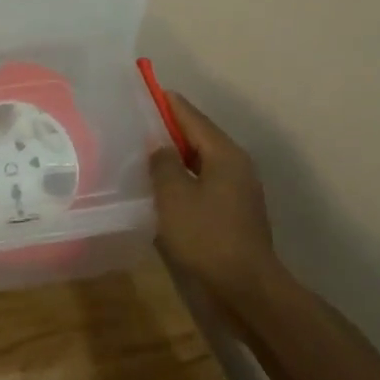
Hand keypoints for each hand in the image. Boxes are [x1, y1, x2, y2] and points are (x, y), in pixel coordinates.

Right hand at [149, 92, 279, 304]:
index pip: (191, 116)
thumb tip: (160, 147)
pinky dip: (182, 180)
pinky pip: (202, 185)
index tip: (144, 91)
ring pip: (199, 163)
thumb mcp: (174, 195)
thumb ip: (163, 163)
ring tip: (141, 155)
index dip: (167, 103)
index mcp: (224, 154)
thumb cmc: (206, 236)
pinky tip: (159, 189)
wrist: (244, 289)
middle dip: (168, 130)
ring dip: (174, 158)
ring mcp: (237, 192)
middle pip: (197, 138)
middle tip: (135, 124)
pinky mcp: (232, 214)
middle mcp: (235, 166)